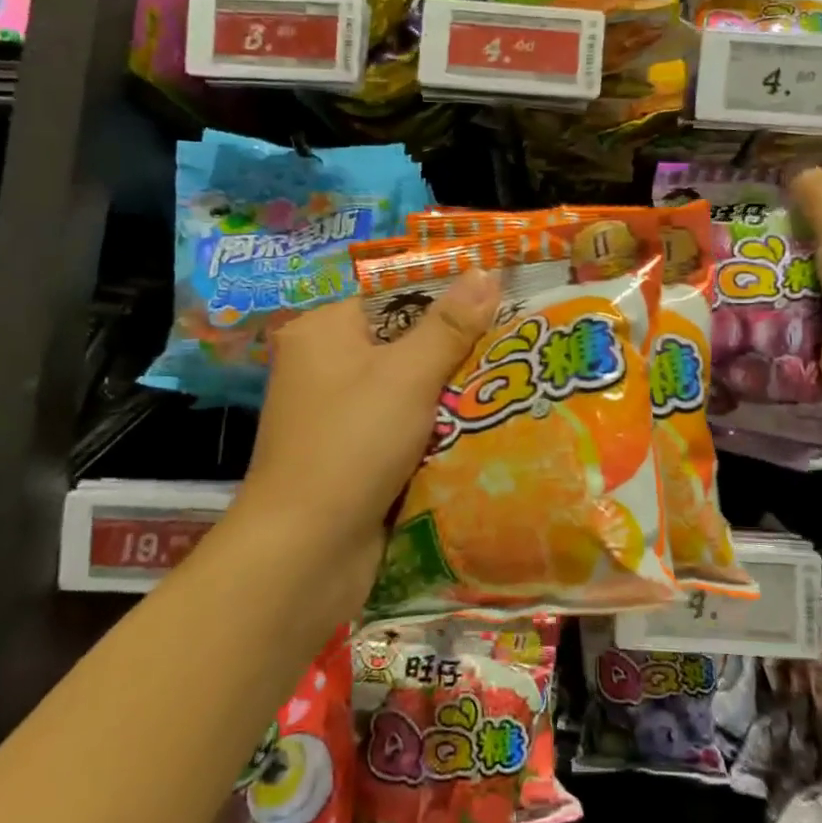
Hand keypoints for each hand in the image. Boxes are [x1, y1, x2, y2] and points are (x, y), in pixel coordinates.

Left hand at [236, 269, 500, 580]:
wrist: (306, 552)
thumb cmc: (352, 445)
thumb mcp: (407, 376)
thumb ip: (449, 325)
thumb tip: (486, 270)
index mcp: (324, 331)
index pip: (394, 295)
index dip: (447, 296)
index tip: (501, 301)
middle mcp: (325, 366)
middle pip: (403, 343)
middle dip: (456, 351)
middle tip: (515, 345)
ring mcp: (337, 415)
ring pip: (408, 390)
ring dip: (450, 395)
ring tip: (510, 384)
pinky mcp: (352, 456)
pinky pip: (403, 428)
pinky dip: (435, 430)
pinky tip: (481, 427)